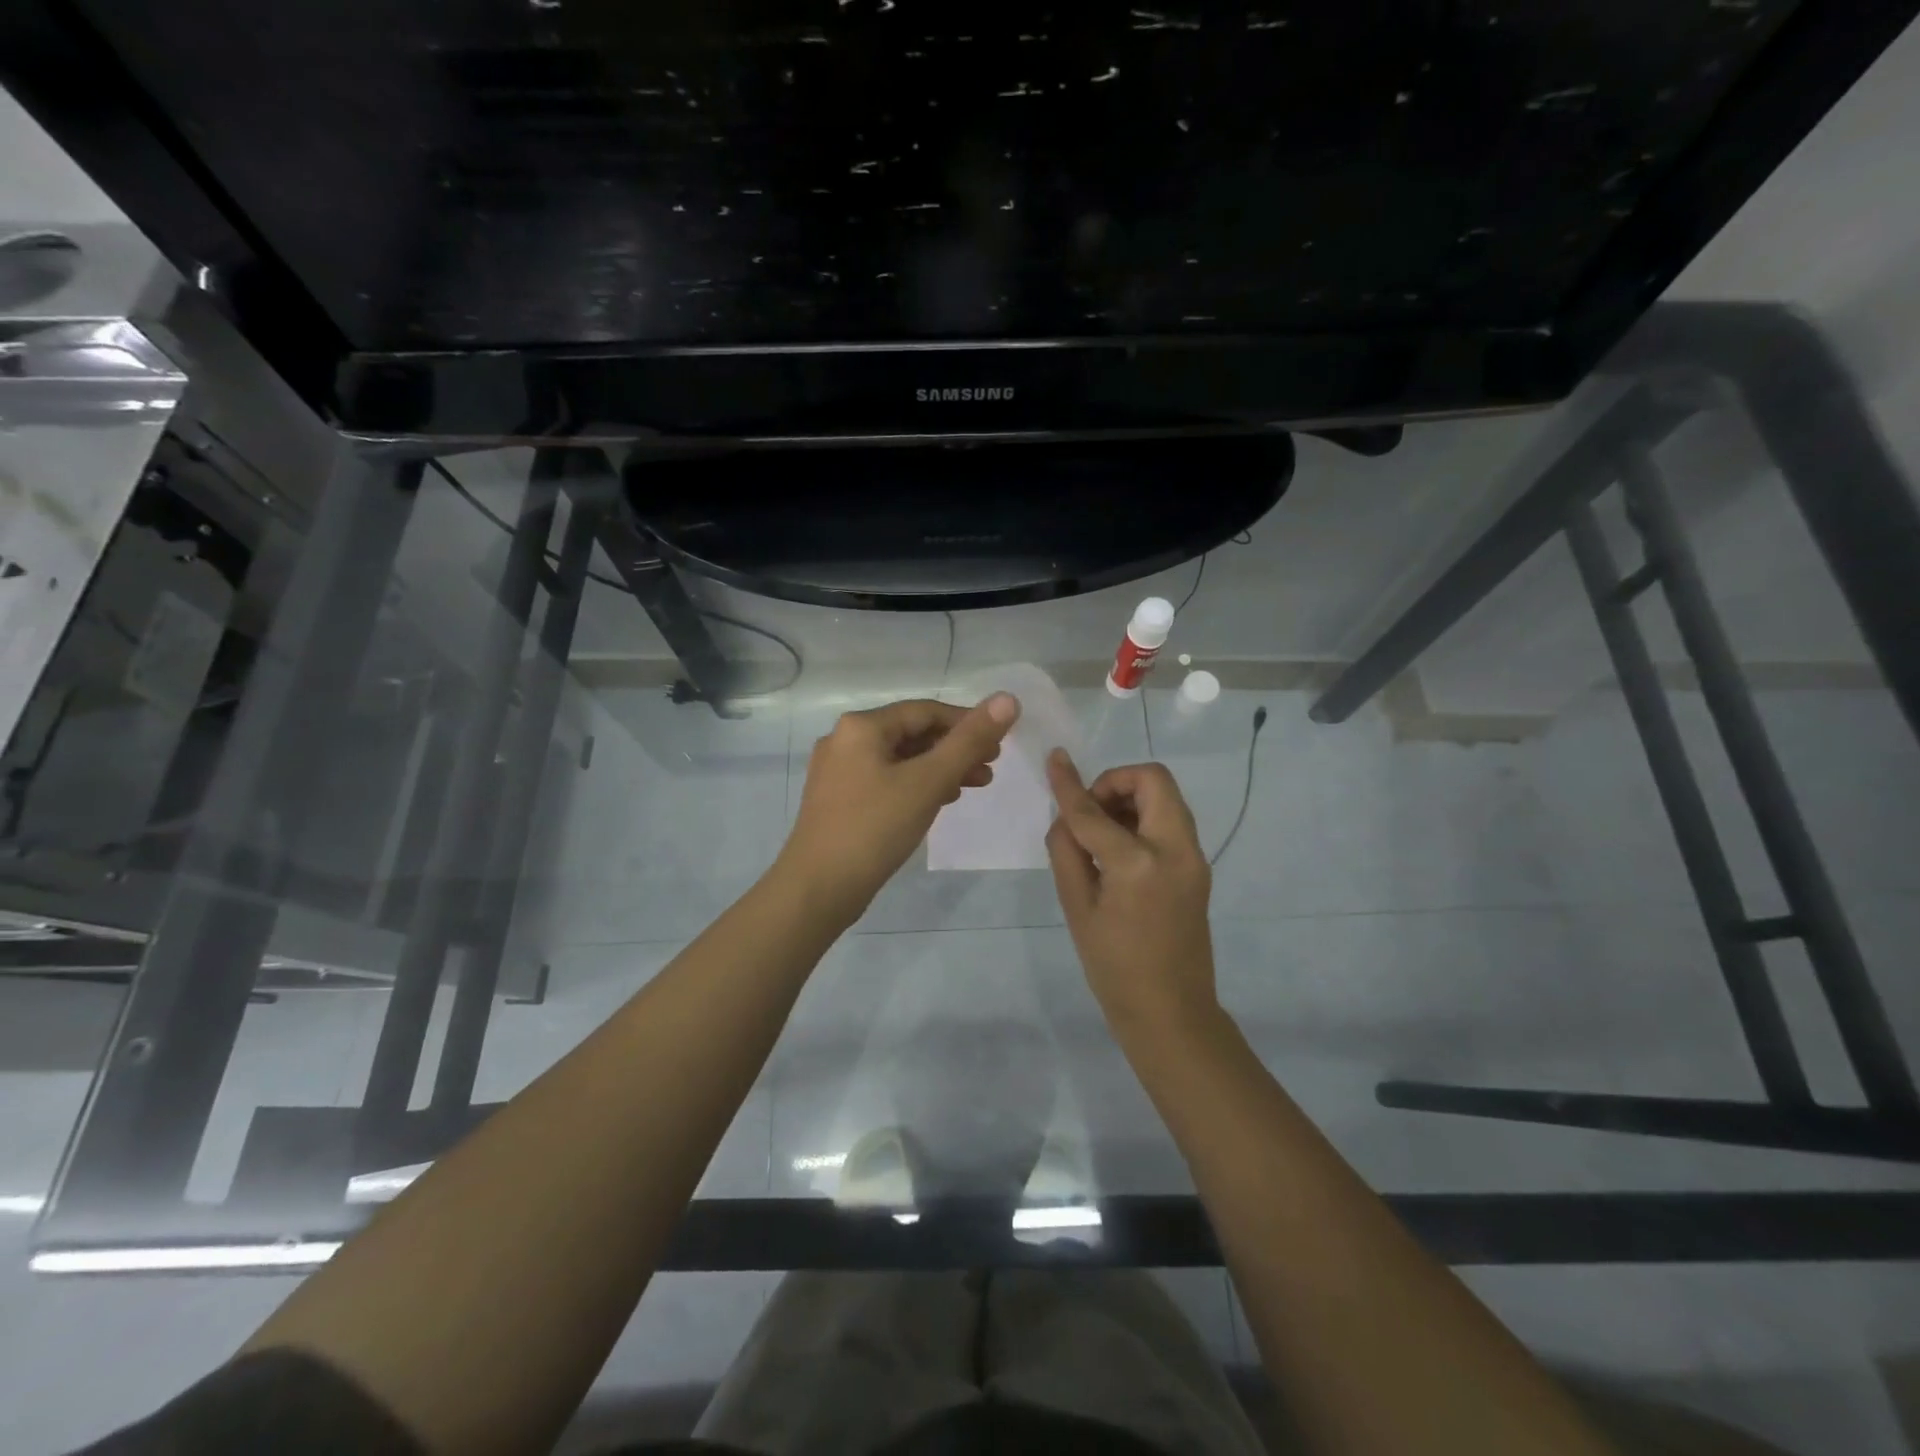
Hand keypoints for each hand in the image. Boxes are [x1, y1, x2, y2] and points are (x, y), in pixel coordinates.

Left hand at [777, 694, 1020, 925]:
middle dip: (955, 748)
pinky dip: (917, 785)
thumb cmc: (875, 828)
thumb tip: (1007, 700)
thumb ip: (969, 741)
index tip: (999, 742)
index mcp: (861, 726)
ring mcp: (838, 771)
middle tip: (991, 766)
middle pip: (912, 734)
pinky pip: (887, 780)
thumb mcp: (928, 781)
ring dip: (940, 768)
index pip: (925, 711)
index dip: (967, 722)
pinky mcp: (839, 800)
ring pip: (900, 759)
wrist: (817, 889)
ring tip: (976, 784)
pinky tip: (940, 800)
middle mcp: (844, 740)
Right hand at [1045, 751, 1220, 1046]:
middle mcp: (1176, 849)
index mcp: (1139, 863)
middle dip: (1115, 782)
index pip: (1094, 811)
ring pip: (1165, 797)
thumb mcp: (1077, 908)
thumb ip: (1067, 851)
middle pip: (1153, 779)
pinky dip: (1143, 819)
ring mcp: (1194, 857)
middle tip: (1088, 811)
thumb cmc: (1113, 967)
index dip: (1069, 784)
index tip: (1054, 758)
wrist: (1171, 1012)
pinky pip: (1170, 821)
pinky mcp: (1198, 867)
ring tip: (1100, 833)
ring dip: (1130, 799)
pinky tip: (1118, 850)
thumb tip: (1065, 814)